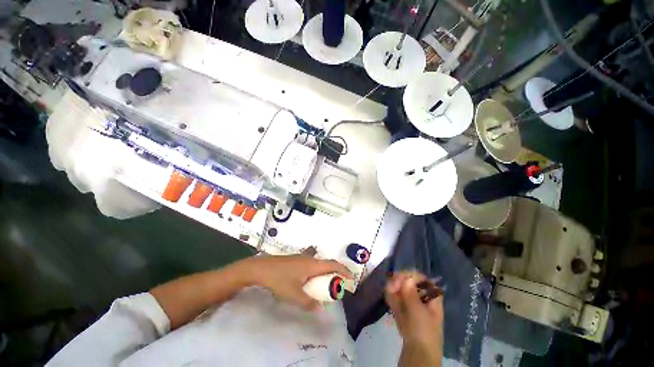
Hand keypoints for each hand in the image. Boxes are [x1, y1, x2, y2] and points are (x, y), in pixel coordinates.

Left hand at [246, 255, 352, 309]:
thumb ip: (308, 303)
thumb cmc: (279, 280)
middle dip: (333, 271)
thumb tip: (319, 308)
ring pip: (317, 261)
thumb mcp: (294, 295)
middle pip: (325, 262)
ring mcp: (301, 256)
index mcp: (312, 264)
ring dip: (323, 269)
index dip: (343, 270)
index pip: (332, 264)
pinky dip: (313, 268)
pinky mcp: (294, 258)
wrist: (261, 268)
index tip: (351, 277)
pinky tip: (306, 276)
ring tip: (322, 280)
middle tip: (336, 283)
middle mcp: (309, 258)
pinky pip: (309, 261)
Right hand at [385, 272, 442, 366]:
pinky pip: (395, 296)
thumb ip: (412, 294)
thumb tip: (407, 277)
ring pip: (400, 287)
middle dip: (399, 281)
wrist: (417, 355)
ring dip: (393, 287)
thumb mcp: (419, 313)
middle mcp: (421, 296)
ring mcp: (411, 302)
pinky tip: (388, 297)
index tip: (401, 279)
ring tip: (389, 292)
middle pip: (409, 280)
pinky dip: (391, 295)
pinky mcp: (402, 308)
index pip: (421, 278)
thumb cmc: (423, 332)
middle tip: (392, 287)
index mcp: (431, 296)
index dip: (410, 275)